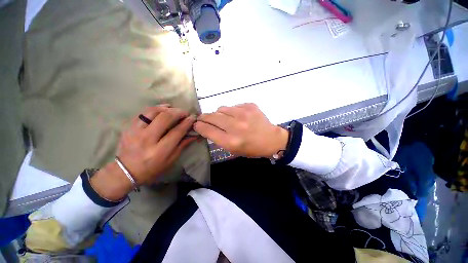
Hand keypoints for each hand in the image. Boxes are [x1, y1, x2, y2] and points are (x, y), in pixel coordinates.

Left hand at [91, 105, 196, 200]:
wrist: (126, 171)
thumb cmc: (152, 168)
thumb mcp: (171, 160)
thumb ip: (183, 145)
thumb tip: (194, 134)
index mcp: (160, 151)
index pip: (177, 132)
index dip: (187, 123)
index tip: (193, 117)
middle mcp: (147, 139)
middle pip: (165, 118)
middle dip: (178, 112)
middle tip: (185, 113)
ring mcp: (136, 132)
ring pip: (153, 112)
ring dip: (167, 108)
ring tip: (174, 109)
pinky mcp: (129, 127)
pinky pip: (143, 113)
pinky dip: (155, 108)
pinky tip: (163, 108)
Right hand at [194, 103, 287, 157]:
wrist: (271, 139)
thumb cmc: (251, 148)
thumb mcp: (233, 150)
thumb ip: (218, 138)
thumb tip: (206, 126)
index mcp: (231, 141)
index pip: (208, 130)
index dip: (199, 126)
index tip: (196, 124)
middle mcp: (236, 126)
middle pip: (212, 117)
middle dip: (204, 117)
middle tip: (204, 118)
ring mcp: (244, 114)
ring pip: (221, 109)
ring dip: (220, 114)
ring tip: (226, 119)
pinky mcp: (250, 106)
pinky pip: (233, 106)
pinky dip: (232, 111)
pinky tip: (239, 116)